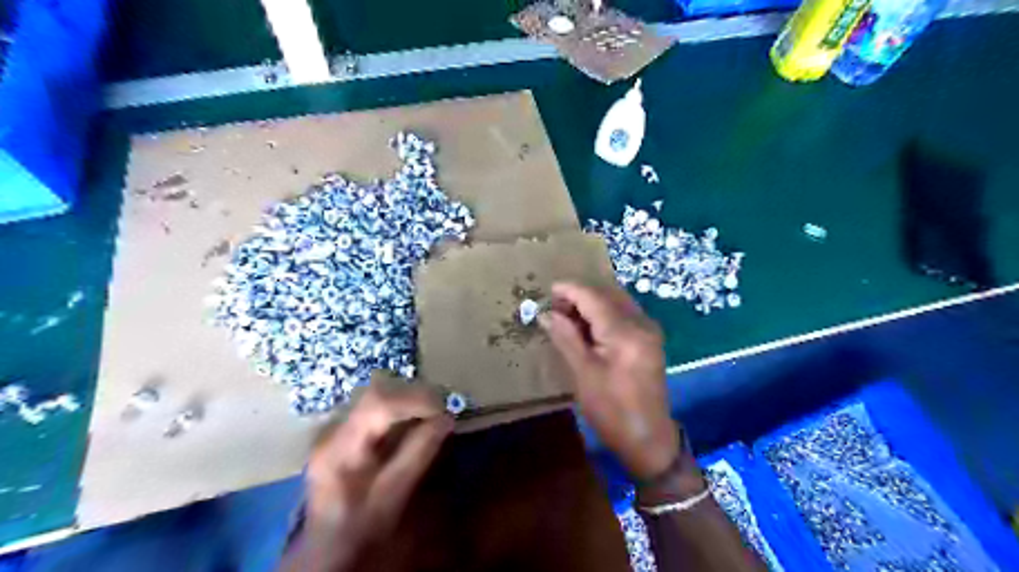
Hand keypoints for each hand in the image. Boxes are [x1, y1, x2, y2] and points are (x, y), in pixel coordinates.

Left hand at [299, 375, 448, 566]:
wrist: (326, 554)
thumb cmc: (360, 531)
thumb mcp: (392, 497)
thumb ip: (418, 454)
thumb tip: (447, 418)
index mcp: (339, 447)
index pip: (377, 402)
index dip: (415, 399)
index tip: (444, 410)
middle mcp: (333, 429)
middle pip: (377, 392)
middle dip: (415, 396)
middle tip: (443, 410)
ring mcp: (336, 429)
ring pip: (377, 395)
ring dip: (409, 400)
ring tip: (433, 415)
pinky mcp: (344, 434)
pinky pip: (376, 409)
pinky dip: (401, 410)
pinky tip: (415, 424)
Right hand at [540, 284, 683, 480]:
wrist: (648, 438)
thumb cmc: (612, 409)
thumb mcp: (584, 373)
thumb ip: (566, 337)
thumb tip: (547, 314)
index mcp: (625, 332)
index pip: (593, 297)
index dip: (570, 290)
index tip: (547, 290)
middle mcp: (641, 323)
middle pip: (607, 294)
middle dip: (580, 295)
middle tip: (555, 307)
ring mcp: (649, 330)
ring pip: (616, 302)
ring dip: (592, 303)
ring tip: (567, 316)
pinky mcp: (650, 339)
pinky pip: (624, 314)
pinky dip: (604, 313)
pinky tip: (588, 326)